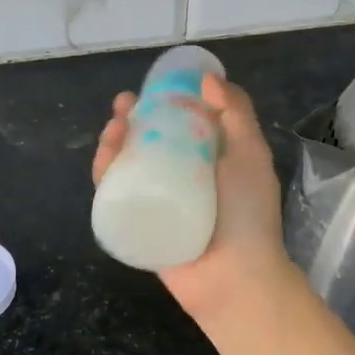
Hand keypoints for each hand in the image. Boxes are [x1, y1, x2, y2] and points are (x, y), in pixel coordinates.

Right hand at [92, 73, 293, 320]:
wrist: (233, 276)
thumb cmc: (246, 212)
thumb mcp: (250, 153)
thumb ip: (236, 113)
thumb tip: (209, 78)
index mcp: (208, 160)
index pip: (180, 123)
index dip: (163, 102)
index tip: (152, 87)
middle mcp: (180, 178)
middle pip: (147, 141)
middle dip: (131, 120)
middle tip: (122, 107)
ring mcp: (156, 202)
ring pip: (126, 165)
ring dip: (114, 143)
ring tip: (112, 130)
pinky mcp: (136, 224)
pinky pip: (115, 195)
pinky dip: (104, 174)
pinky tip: (104, 159)